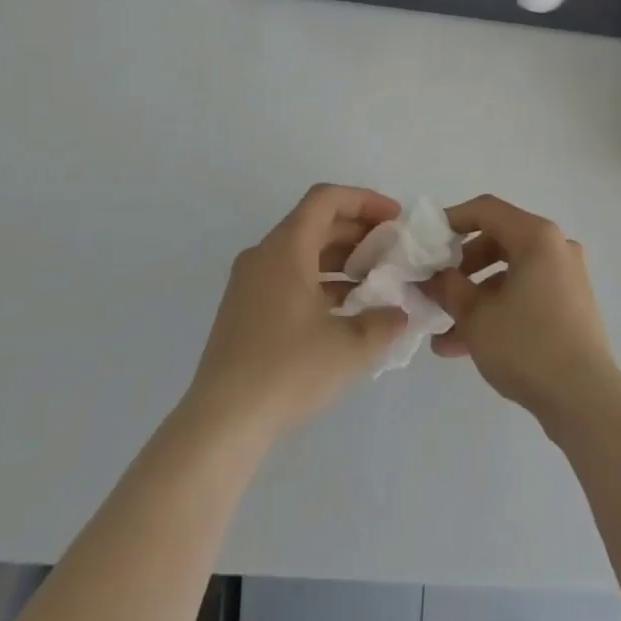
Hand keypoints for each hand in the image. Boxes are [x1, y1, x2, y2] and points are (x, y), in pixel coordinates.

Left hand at [185, 185, 409, 437]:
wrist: (222, 422)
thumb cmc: (288, 370)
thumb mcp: (350, 346)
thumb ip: (383, 322)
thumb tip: (398, 313)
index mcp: (286, 248)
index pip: (326, 199)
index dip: (365, 200)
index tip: (394, 219)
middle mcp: (263, 255)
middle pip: (315, 222)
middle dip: (357, 230)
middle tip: (391, 249)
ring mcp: (249, 283)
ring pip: (302, 251)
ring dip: (340, 258)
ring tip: (374, 280)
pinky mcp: (244, 310)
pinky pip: (288, 276)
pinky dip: (319, 280)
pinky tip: (344, 310)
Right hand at [424, 196, 618, 429]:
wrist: (586, 401)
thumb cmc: (527, 345)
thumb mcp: (476, 316)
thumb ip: (447, 288)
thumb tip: (430, 276)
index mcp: (536, 237)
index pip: (486, 210)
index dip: (451, 220)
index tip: (426, 241)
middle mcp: (555, 248)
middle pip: (497, 241)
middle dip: (461, 266)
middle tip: (436, 287)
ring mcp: (565, 278)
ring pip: (509, 274)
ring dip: (474, 297)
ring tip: (441, 331)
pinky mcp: (569, 307)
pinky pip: (525, 295)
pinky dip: (497, 310)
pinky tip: (463, 346)